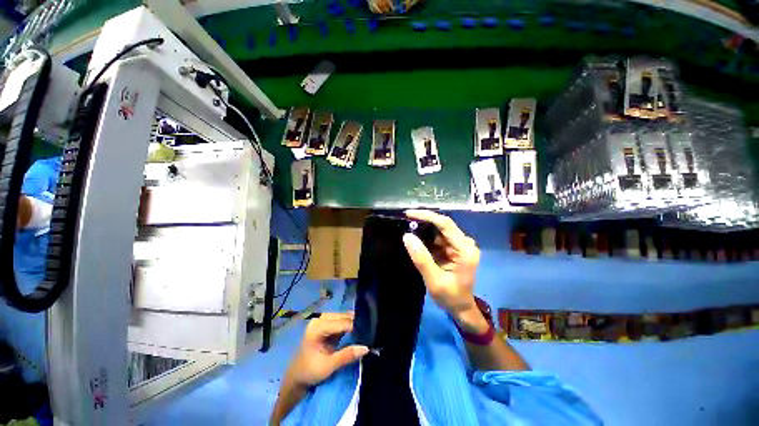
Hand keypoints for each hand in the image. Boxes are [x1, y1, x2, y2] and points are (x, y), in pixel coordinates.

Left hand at [284, 312, 368, 388]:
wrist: (296, 377)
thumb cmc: (309, 372)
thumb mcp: (328, 366)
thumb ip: (346, 356)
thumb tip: (366, 348)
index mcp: (317, 327)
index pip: (341, 323)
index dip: (355, 327)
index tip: (368, 333)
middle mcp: (320, 320)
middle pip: (342, 317)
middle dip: (355, 322)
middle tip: (369, 330)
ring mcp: (322, 321)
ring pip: (343, 317)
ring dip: (353, 323)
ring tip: (365, 330)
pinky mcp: (326, 325)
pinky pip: (341, 321)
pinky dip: (349, 325)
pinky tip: (358, 330)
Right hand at [403, 210, 483, 330]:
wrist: (461, 308)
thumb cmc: (450, 297)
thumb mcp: (434, 280)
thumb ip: (421, 259)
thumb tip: (407, 236)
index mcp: (465, 250)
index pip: (446, 225)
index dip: (427, 216)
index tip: (409, 214)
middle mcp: (465, 243)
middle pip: (443, 225)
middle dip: (423, 221)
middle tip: (405, 220)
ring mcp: (460, 245)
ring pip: (439, 230)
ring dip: (424, 229)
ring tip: (407, 228)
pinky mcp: (454, 248)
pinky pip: (438, 238)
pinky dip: (426, 237)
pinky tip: (416, 238)